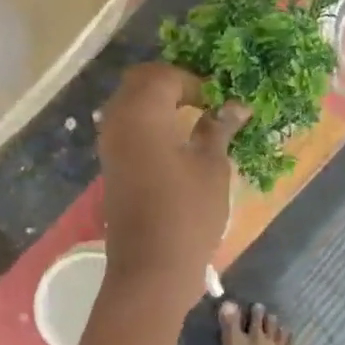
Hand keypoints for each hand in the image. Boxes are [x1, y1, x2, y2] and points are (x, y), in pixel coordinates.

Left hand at [98, 63, 247, 305]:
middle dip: (172, 84)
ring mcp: (110, 145)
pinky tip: (176, 142)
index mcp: (141, 113)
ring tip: (194, 120)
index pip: (164, 75)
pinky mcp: (111, 166)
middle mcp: (117, 121)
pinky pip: (126, 128)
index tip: (220, 101)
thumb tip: (235, 106)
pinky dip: (148, 124)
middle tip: (205, 101)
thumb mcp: (211, 167)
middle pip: (140, 82)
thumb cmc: (187, 214)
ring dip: (158, 103)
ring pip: (129, 104)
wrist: (150, 269)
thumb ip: (218, 129)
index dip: (195, 82)